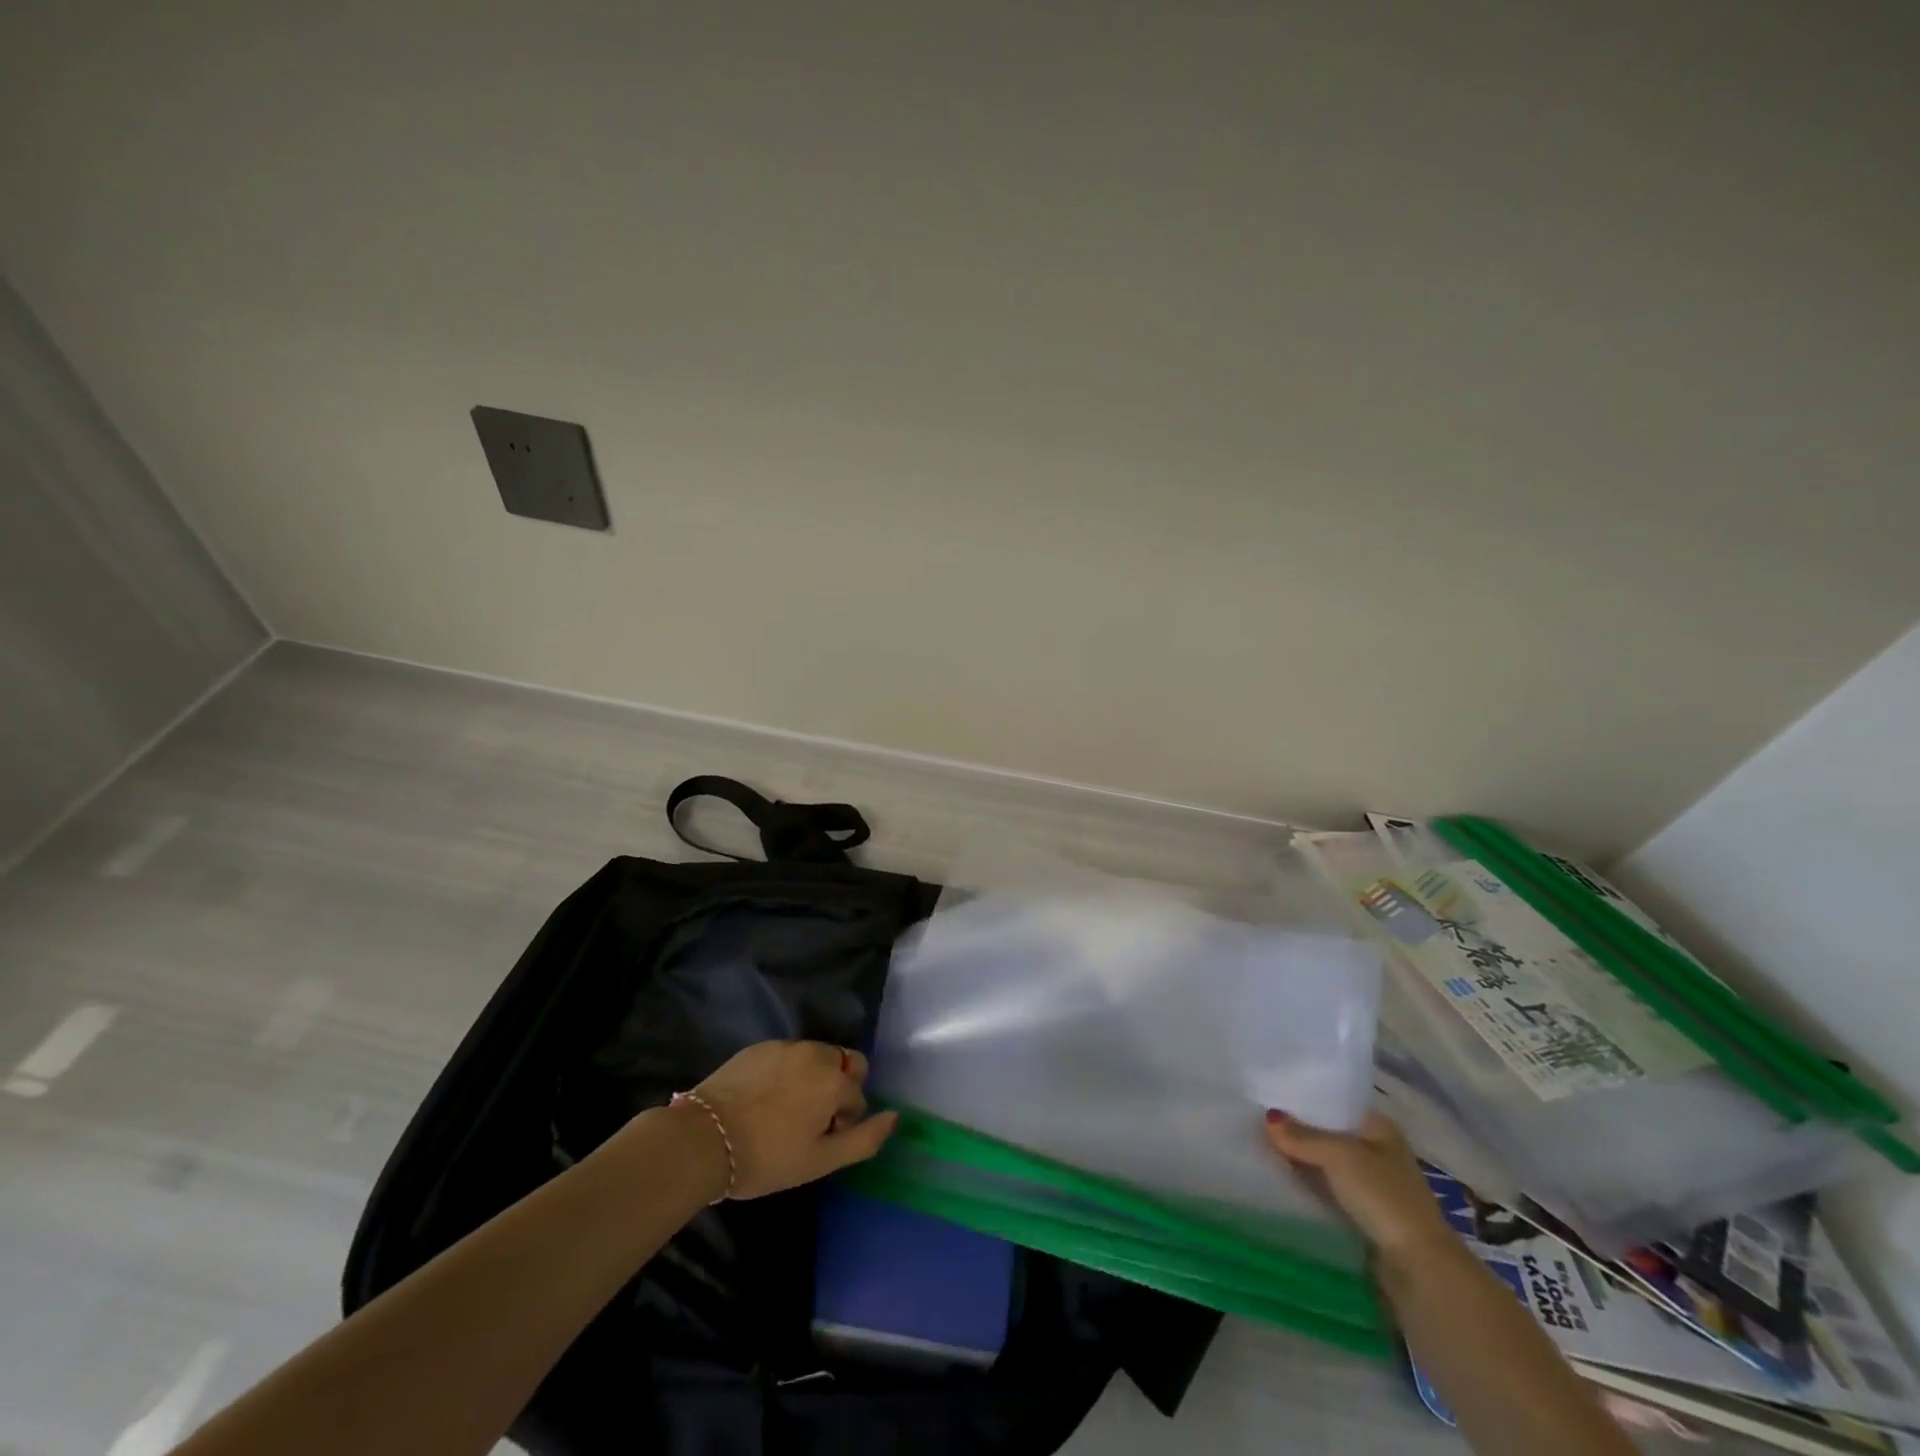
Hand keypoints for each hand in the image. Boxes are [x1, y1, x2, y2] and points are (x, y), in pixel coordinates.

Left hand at [685, 1040, 897, 1199]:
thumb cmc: (767, 1157)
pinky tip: (763, 1100)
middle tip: (810, 1122)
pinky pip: (786, 1055)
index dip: (845, 1121)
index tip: (821, 1141)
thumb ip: (864, 1139)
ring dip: (812, 1078)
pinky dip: (785, 1073)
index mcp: (834, 1079)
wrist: (703, 1139)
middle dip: (836, 1088)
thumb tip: (894, 1116)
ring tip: (785, 1112)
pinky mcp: (758, 1047)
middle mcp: (814, 1052)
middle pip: (842, 1064)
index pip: (858, 1095)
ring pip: (815, 1057)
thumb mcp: (820, 1160)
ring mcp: (784, 1046)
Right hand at [1263, 1109, 1454, 1264]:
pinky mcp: (1366, 1216)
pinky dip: (1311, 1187)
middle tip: (1259, 1123)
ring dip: (1304, 1162)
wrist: (1417, 1266)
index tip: (1270, 1097)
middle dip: (1300, 1133)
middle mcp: (1379, 1152)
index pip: (1336, 1106)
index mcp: (1381, 1128)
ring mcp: (1374, 1186)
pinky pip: (1330, 1191)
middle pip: (1330, 1136)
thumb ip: (1302, 1136)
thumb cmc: (1383, 1195)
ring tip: (1263, 1150)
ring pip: (1328, 1165)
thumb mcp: (1337, 1155)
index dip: (1306, 1102)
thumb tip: (1268, 1118)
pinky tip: (1284, 1181)